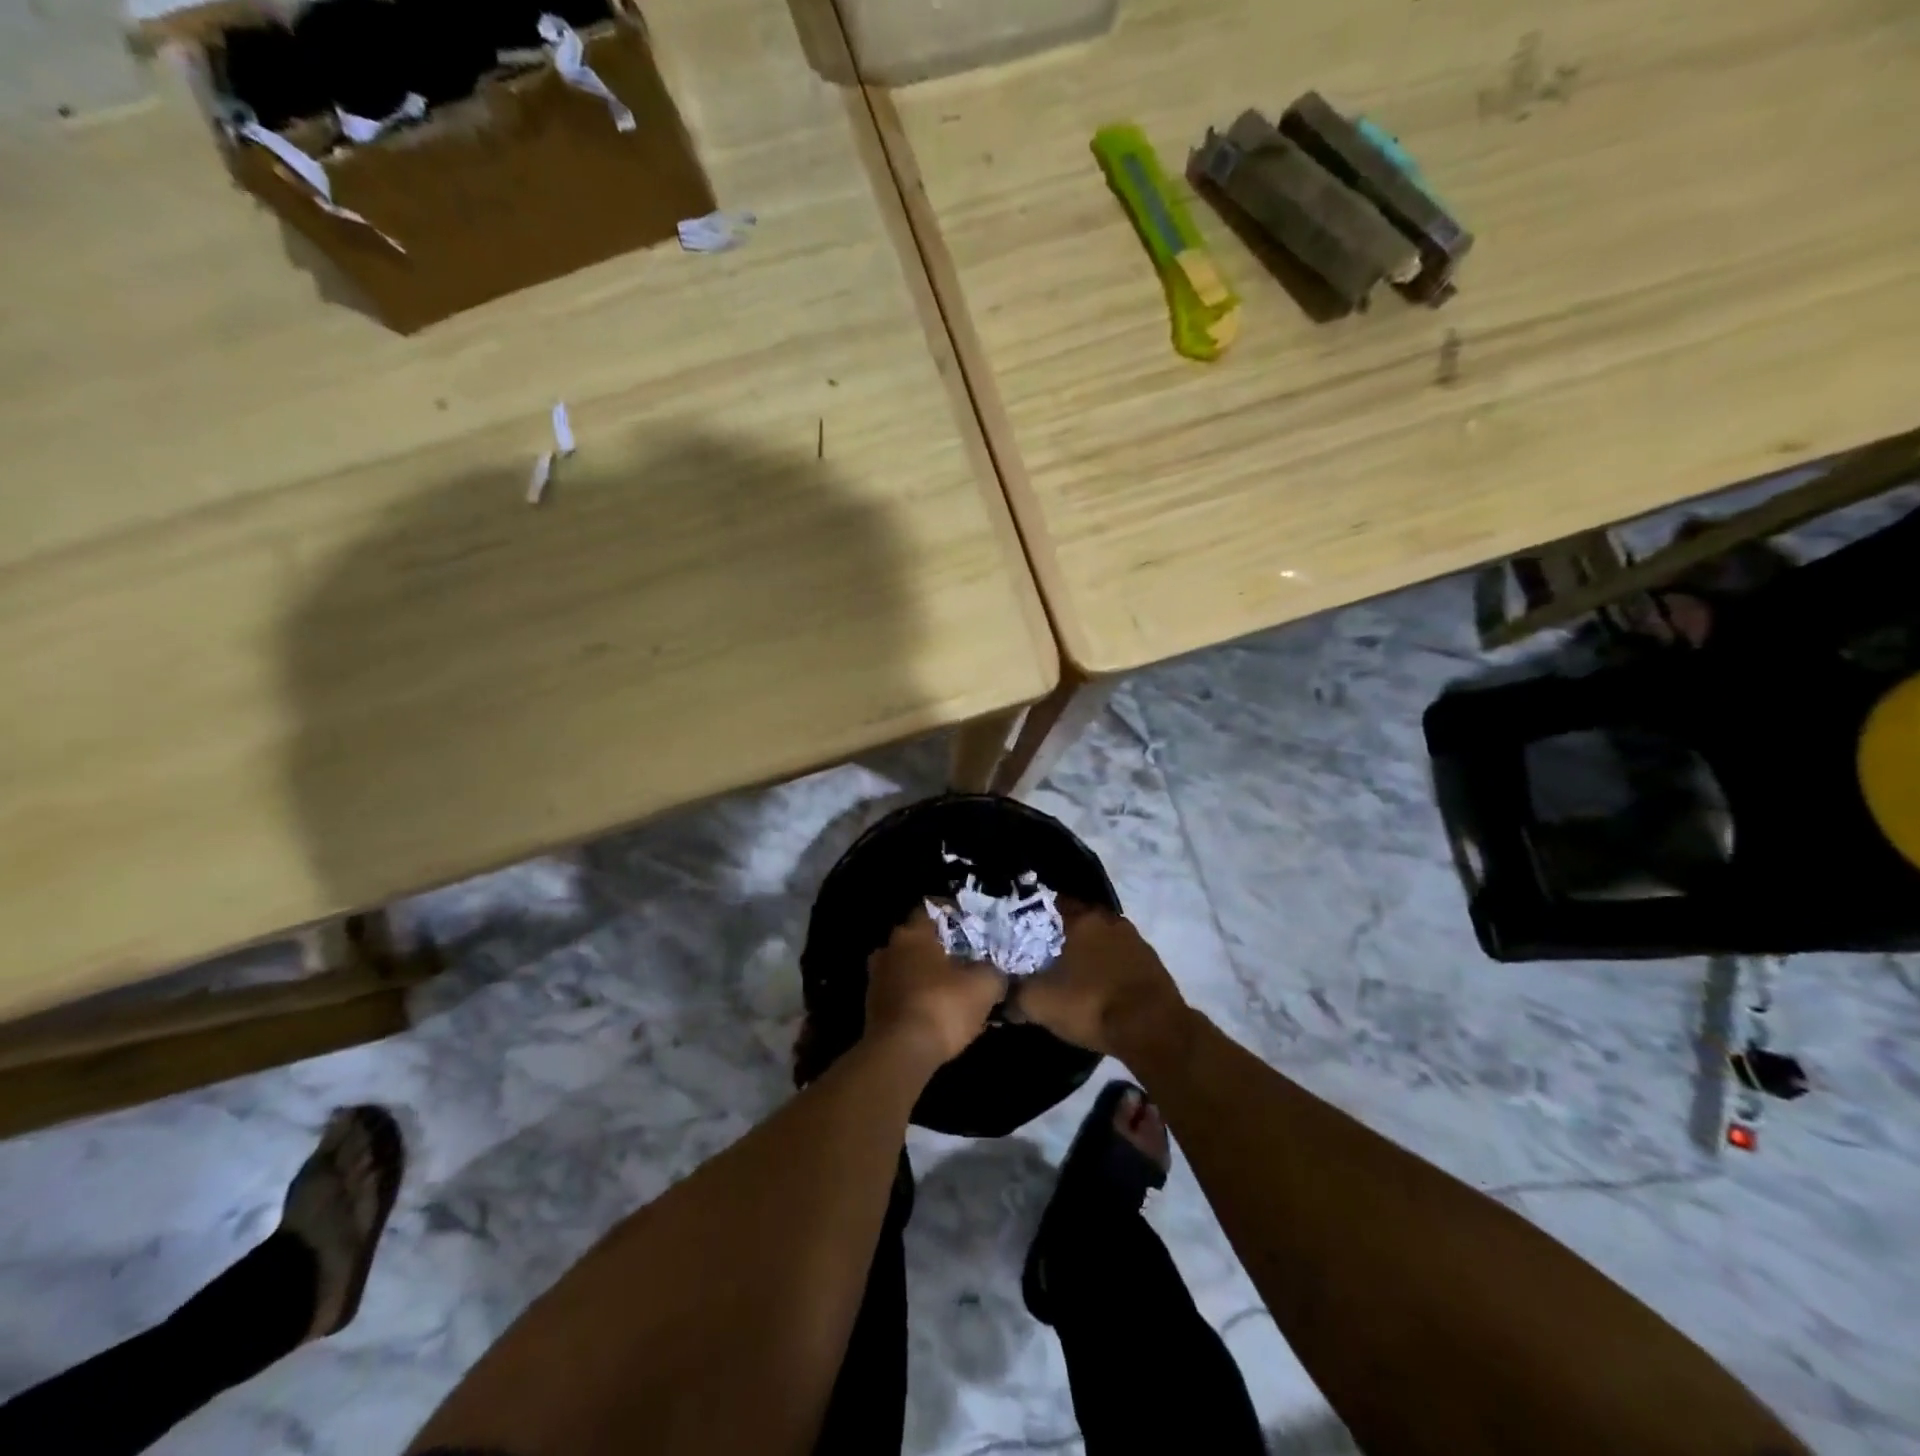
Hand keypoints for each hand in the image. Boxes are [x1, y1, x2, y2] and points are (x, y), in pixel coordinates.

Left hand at [864, 907, 1006, 1066]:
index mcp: (912, 934)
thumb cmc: (942, 1006)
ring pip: (907, 968)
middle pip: (917, 940)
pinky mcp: (872, 1009)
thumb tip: (996, 973)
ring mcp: (876, 979)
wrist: (900, 1054)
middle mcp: (888, 949)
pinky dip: (917, 998)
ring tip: (952, 989)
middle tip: (964, 959)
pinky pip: (900, 994)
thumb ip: (993, 972)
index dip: (951, 914)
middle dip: (939, 948)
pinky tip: (937, 1013)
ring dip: (926, 976)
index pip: (930, 909)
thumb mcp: (984, 986)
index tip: (970, 924)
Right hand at [1009, 904, 1185, 1057]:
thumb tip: (997, 996)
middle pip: (1076, 921)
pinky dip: (1105, 969)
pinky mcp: (1151, 963)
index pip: (1049, 904)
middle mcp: (1109, 919)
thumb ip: (1012, 994)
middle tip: (1039, 957)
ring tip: (1067, 975)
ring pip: (1099, 940)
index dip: (1031, 918)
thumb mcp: (1039, 1003)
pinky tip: (1095, 988)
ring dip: (1085, 953)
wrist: (1153, 1030)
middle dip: (1058, 937)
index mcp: (1082, 917)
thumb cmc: (1091, 1004)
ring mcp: (1135, 940)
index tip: (1018, 934)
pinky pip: (1118, 959)